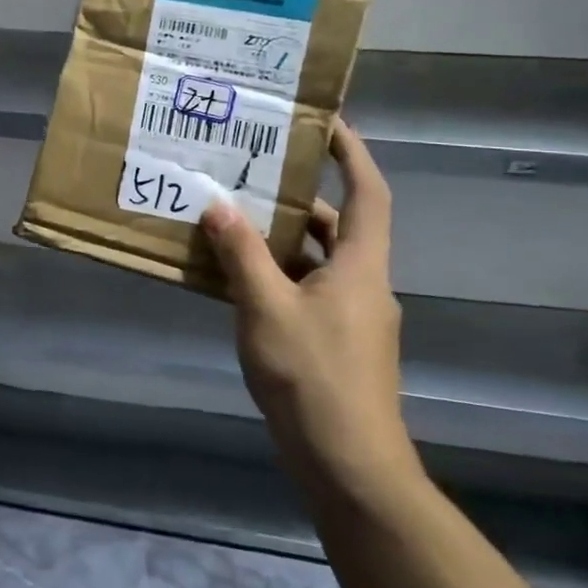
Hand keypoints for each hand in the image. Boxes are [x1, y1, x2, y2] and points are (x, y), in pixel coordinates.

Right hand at [202, 119, 417, 498]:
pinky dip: (277, 275)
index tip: (324, 123)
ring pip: (318, 260)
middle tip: (255, 170)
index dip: (352, 153)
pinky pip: (306, 289)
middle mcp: (363, 284)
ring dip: (282, 238)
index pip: (368, 193)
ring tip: (233, 217)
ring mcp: (352, 317)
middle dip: (300, 196)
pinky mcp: (336, 343)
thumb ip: (241, 254)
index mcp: (360, 267)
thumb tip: (218, 206)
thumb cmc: (312, 376)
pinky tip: (236, 278)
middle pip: (338, 224)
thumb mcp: (266, 307)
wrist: (349, 465)